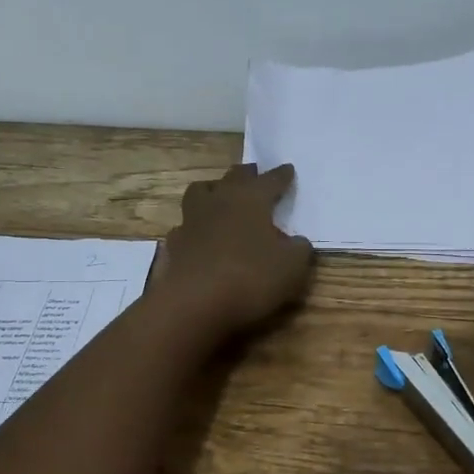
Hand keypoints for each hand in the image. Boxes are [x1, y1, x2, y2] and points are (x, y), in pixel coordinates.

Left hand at [153, 163, 314, 336]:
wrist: (194, 303)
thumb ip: (299, 249)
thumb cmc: (250, 277)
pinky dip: (195, 227)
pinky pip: (185, 226)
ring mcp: (192, 220)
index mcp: (251, 199)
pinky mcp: (174, 244)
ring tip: (219, 194)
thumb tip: (296, 242)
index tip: (288, 169)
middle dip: (246, 174)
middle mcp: (220, 201)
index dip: (281, 176)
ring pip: (200, 192)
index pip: (271, 180)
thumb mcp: (292, 267)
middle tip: (253, 173)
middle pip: (233, 177)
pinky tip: (200, 236)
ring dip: (212, 190)